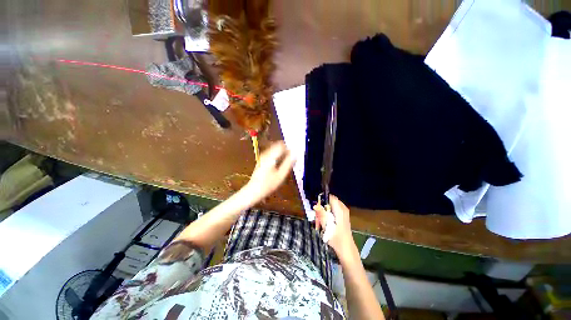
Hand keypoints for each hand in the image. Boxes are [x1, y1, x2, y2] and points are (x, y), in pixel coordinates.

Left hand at [244, 141, 294, 204]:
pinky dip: (277, 156)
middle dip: (285, 150)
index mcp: (270, 156)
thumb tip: (295, 155)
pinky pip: (271, 153)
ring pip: (275, 149)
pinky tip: (279, 164)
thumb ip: (288, 164)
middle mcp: (265, 154)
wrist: (254, 191)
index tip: (294, 154)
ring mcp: (262, 157)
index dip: (289, 149)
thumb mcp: (281, 175)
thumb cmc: (268, 184)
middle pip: (278, 146)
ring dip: (281, 153)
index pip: (282, 145)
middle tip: (291, 158)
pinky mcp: (261, 160)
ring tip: (286, 162)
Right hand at [314, 195, 355, 260]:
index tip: (316, 204)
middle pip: (330, 202)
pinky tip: (325, 223)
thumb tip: (315, 205)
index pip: (330, 197)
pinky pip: (333, 211)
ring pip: (331, 207)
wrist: (346, 249)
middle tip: (316, 216)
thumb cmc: (336, 238)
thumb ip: (321, 214)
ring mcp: (343, 212)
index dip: (322, 199)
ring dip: (324, 212)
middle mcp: (343, 209)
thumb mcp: (327, 226)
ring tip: (319, 221)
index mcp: (340, 209)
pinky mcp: (343, 217)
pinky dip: (328, 215)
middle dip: (322, 207)